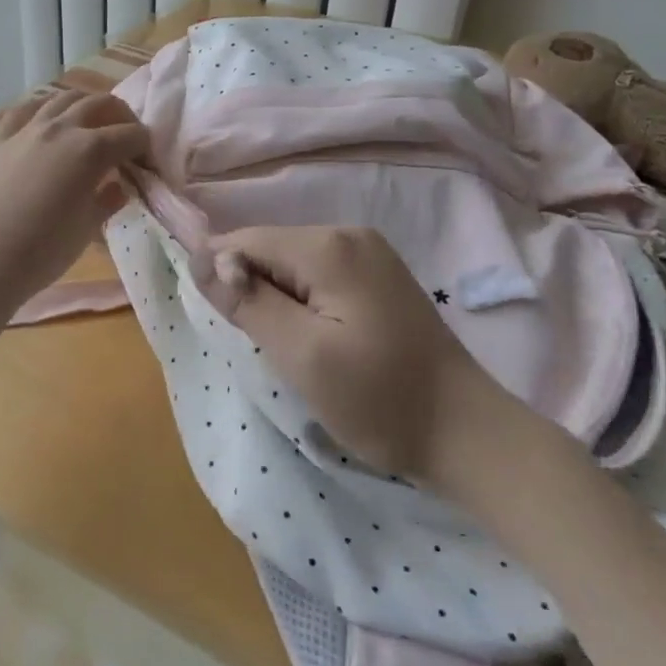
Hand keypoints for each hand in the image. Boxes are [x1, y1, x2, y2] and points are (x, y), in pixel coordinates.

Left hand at [0, 89, 148, 310]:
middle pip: (101, 104)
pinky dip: (44, 108)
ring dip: (85, 105)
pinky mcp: (0, 139)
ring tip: (91, 123)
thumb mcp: (88, 228)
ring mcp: (28, 129)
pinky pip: (26, 109)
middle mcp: (62, 128)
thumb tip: (120, 186)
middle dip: (122, 116)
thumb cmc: (45, 251)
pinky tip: (48, 119)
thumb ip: (109, 200)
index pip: (131, 135)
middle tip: (126, 137)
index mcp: (92, 151)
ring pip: (63, 98)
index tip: (147, 160)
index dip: (145, 145)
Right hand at [216, 225, 510, 487]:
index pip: (246, 240)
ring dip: (278, 300)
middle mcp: (350, 234)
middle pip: (271, 248)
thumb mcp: (302, 355)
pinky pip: (319, 276)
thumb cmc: (378, 398)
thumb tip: (201, 257)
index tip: (227, 326)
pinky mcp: (379, 277)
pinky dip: (304, 303)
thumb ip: (248, 302)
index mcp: (329, 246)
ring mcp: (370, 254)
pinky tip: (317, 339)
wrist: (463, 431)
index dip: (222, 275)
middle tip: (269, 347)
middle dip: (254, 290)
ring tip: (293, 349)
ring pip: (293, 264)